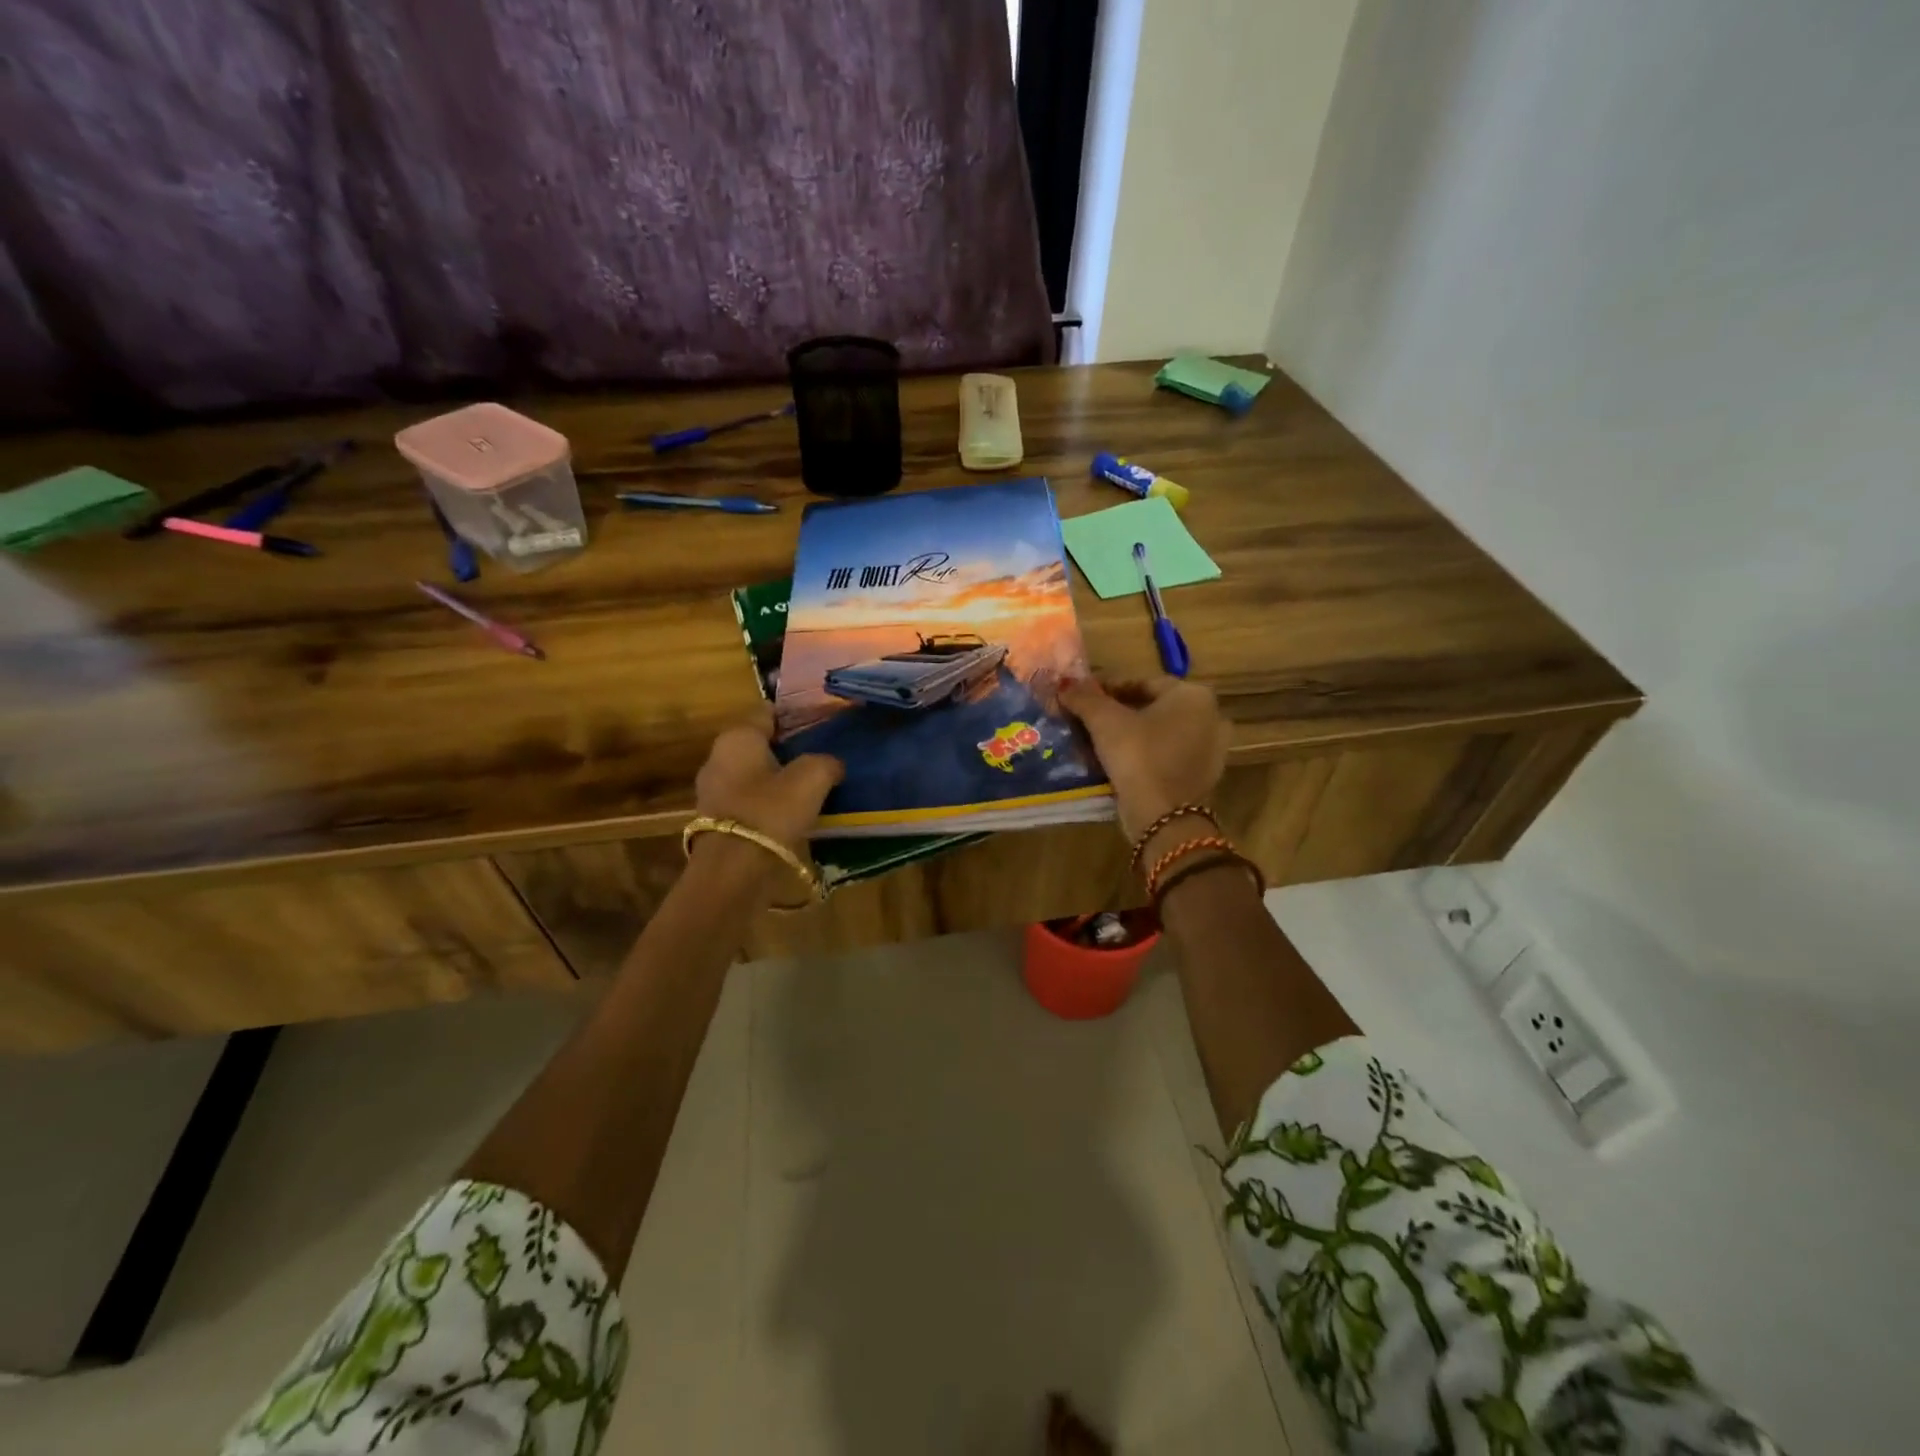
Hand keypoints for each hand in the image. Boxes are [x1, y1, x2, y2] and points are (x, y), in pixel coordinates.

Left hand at [694, 704, 843, 853]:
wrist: (735, 870)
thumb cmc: (771, 811)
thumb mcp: (812, 778)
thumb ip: (826, 762)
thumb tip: (832, 764)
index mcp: (738, 737)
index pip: (767, 711)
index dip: (795, 715)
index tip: (820, 723)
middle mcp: (718, 757)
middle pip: (759, 743)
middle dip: (787, 748)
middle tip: (820, 754)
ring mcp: (713, 790)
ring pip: (754, 773)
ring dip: (778, 777)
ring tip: (811, 785)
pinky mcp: (717, 819)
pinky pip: (749, 799)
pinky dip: (768, 801)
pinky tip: (792, 811)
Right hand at [1060, 676, 1228, 839]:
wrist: (1164, 818)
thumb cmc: (1138, 756)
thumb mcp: (1104, 721)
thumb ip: (1085, 697)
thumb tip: (1064, 684)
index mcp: (1193, 695)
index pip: (1142, 682)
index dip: (1108, 687)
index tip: (1082, 697)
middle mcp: (1210, 717)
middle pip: (1153, 707)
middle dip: (1119, 712)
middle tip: (1088, 719)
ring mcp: (1211, 749)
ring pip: (1160, 733)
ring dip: (1131, 734)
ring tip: (1098, 742)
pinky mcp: (1203, 776)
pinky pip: (1168, 756)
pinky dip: (1145, 755)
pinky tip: (1119, 763)